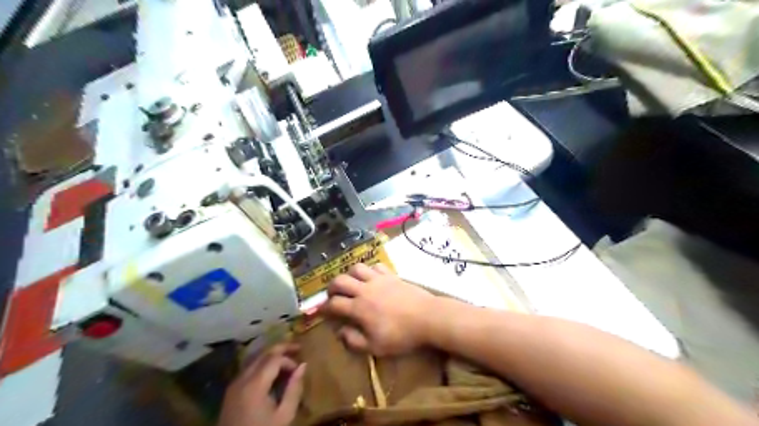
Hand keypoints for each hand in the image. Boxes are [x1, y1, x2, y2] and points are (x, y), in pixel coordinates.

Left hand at [216, 345, 304, 425]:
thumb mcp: (284, 415)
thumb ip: (294, 389)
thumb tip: (303, 366)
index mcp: (255, 384)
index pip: (275, 359)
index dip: (289, 360)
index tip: (299, 371)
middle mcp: (242, 379)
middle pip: (263, 353)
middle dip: (281, 348)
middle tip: (297, 348)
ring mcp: (234, 384)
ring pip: (254, 359)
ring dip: (271, 356)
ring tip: (286, 358)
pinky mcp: (231, 391)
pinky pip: (248, 369)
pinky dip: (262, 364)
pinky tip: (271, 372)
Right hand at [319, 264, 439, 354]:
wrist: (428, 317)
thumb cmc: (401, 335)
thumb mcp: (376, 347)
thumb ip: (354, 341)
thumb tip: (340, 332)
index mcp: (358, 308)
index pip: (334, 304)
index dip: (323, 308)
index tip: (320, 311)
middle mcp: (365, 290)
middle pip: (340, 280)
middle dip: (332, 287)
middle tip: (333, 295)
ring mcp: (379, 279)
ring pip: (357, 268)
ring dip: (350, 274)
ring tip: (352, 283)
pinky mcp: (391, 275)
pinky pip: (375, 266)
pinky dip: (369, 270)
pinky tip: (372, 278)